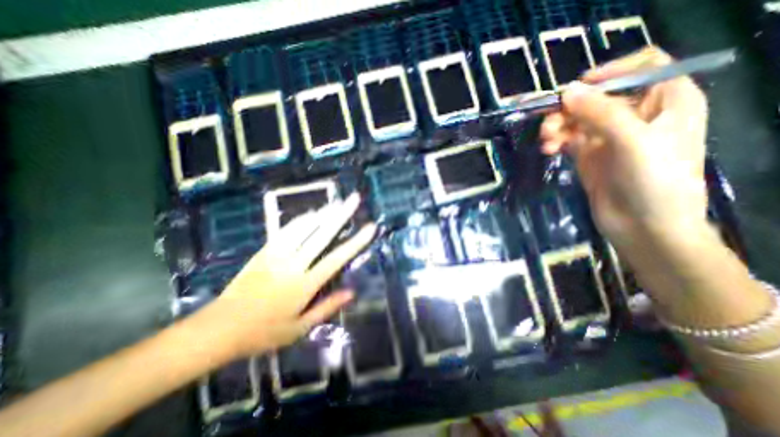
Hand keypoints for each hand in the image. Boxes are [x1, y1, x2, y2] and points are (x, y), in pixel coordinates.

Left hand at [194, 193, 377, 360]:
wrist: (219, 328)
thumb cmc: (263, 332)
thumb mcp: (300, 328)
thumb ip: (327, 307)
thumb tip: (352, 292)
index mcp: (305, 285)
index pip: (337, 258)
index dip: (356, 241)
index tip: (370, 227)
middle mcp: (294, 264)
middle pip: (322, 234)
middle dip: (341, 214)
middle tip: (354, 199)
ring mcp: (277, 255)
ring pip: (305, 227)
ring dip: (323, 213)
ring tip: (337, 202)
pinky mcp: (264, 251)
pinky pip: (286, 230)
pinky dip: (301, 219)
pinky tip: (312, 213)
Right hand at [540, 47, 711, 248]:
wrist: (642, 226)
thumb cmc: (653, 181)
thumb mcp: (633, 141)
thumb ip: (601, 112)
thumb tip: (567, 91)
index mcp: (665, 101)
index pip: (640, 68)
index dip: (608, 72)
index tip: (576, 90)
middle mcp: (635, 115)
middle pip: (597, 97)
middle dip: (570, 108)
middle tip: (549, 125)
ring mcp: (609, 137)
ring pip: (577, 119)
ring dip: (558, 126)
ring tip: (546, 141)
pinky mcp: (589, 155)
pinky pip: (568, 138)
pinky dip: (556, 141)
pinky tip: (548, 149)